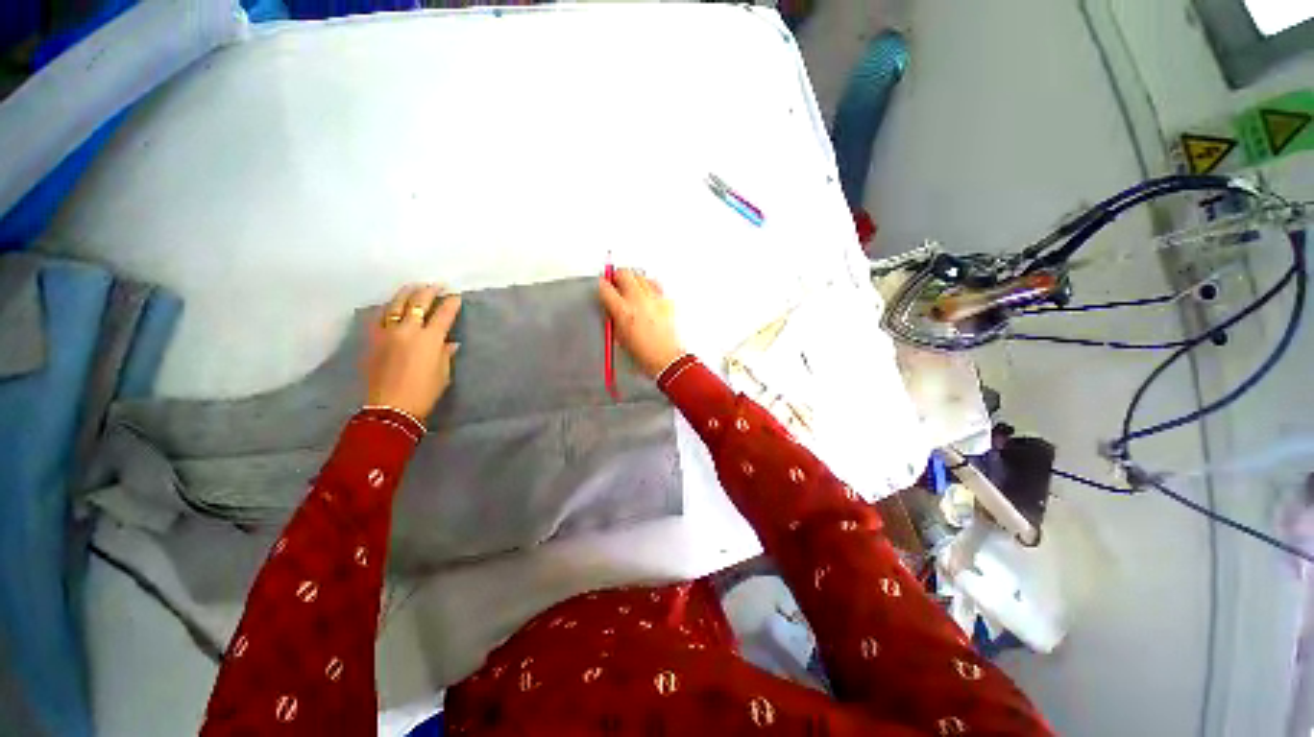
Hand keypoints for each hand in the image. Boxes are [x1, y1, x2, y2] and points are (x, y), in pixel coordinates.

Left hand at [364, 283, 461, 421]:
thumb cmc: (425, 391)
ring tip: (413, 287)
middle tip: (437, 285)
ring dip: (406, 294)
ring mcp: (387, 333)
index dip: (452, 304)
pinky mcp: (373, 340)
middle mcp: (408, 330)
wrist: (391, 407)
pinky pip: (379, 317)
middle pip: (418, 303)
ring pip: (395, 305)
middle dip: (429, 292)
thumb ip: (445, 353)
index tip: (456, 296)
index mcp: (430, 338)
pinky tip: (391, 306)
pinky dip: (388, 308)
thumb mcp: (443, 372)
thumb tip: (450, 343)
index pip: (444, 314)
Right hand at [598, 268, 685, 378]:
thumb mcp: (619, 336)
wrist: (666, 359)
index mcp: (623, 311)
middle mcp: (638, 301)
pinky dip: (650, 287)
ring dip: (634, 280)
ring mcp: (654, 299)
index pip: (605, 288)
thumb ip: (614, 317)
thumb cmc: (644, 354)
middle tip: (616, 282)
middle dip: (617, 276)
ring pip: (641, 276)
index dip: (602, 286)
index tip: (603, 287)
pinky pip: (656, 285)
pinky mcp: (666, 301)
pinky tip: (648, 294)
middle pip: (624, 274)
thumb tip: (612, 307)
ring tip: (632, 287)